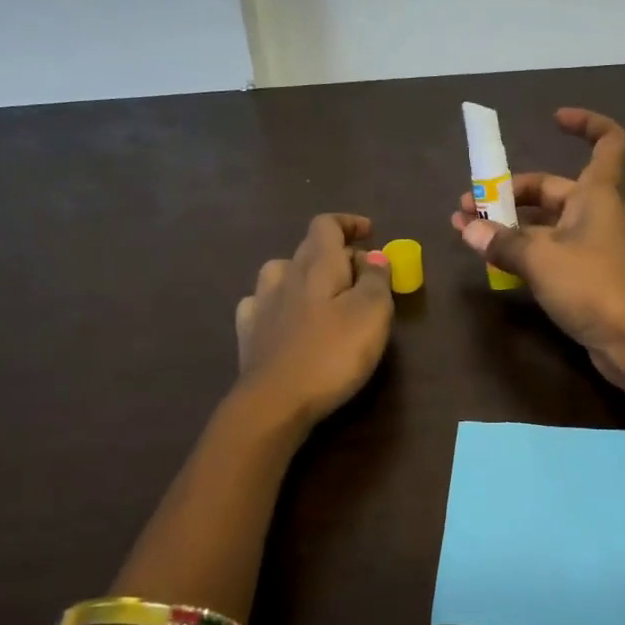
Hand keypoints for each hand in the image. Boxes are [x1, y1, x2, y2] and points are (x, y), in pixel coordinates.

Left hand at [234, 214, 394, 425]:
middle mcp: (285, 276)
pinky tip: (285, 317)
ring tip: (322, 294)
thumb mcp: (372, 312)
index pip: (326, 225)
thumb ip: (376, 279)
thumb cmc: (332, 353)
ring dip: (304, 274)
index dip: (348, 223)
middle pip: (308, 248)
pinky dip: (278, 302)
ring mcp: (261, 304)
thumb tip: (372, 256)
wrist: (275, 402)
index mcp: (317, 266)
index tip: (370, 232)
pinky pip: (261, 303)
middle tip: (362, 275)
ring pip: (281, 272)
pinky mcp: (249, 334)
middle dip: (337, 253)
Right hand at [450, 109, 624, 388]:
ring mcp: (593, 246)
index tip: (554, 119)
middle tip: (468, 208)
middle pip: (552, 190)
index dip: (585, 123)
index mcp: (597, 194)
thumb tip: (468, 229)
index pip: (607, 141)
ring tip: (469, 233)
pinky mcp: (587, 276)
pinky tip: (494, 261)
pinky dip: (524, 251)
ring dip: (510, 226)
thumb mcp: (541, 259)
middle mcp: (596, 213)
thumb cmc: (593, 285)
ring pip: (546, 224)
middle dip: (509, 194)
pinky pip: (550, 252)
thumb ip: (503, 242)